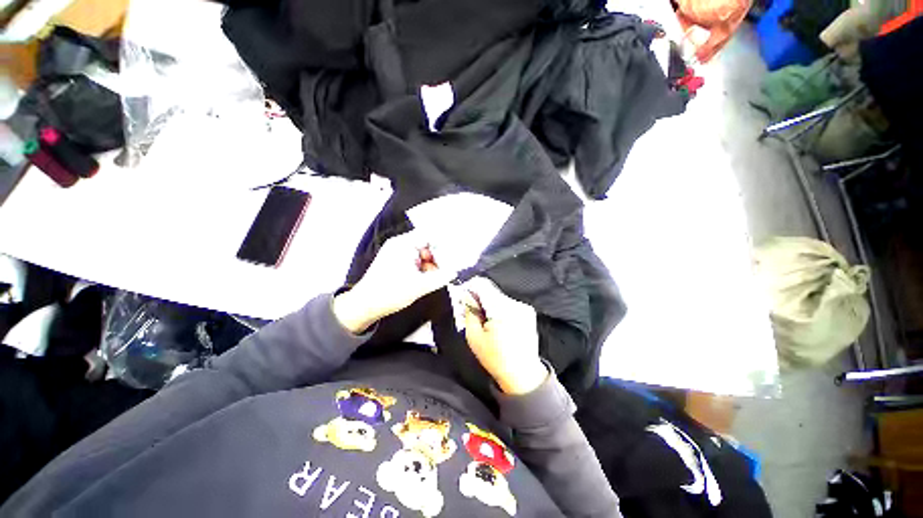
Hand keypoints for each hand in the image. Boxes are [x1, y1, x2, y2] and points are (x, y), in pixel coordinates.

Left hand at [334, 231, 453, 333]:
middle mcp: (400, 244)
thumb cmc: (391, 293)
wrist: (364, 306)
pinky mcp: (395, 262)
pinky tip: (427, 278)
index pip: (429, 235)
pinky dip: (422, 268)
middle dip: (438, 257)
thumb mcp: (420, 286)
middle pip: (426, 244)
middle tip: (448, 269)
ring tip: (437, 277)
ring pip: (421, 254)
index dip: (444, 242)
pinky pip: (414, 260)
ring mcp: (396, 253)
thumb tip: (455, 272)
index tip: (456, 251)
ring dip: (431, 264)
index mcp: (404, 244)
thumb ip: (440, 278)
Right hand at [462, 277, 546, 394]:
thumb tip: (466, 296)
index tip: (462, 296)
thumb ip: (469, 312)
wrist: (523, 375)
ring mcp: (523, 307)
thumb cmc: (496, 359)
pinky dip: (498, 309)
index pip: (482, 285)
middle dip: (477, 299)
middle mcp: (515, 304)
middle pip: (490, 291)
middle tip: (468, 312)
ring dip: (488, 304)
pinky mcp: (527, 312)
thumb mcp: (474, 337)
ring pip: (498, 297)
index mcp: (502, 309)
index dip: (469, 287)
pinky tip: (495, 324)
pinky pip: (507, 304)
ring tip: (483, 321)